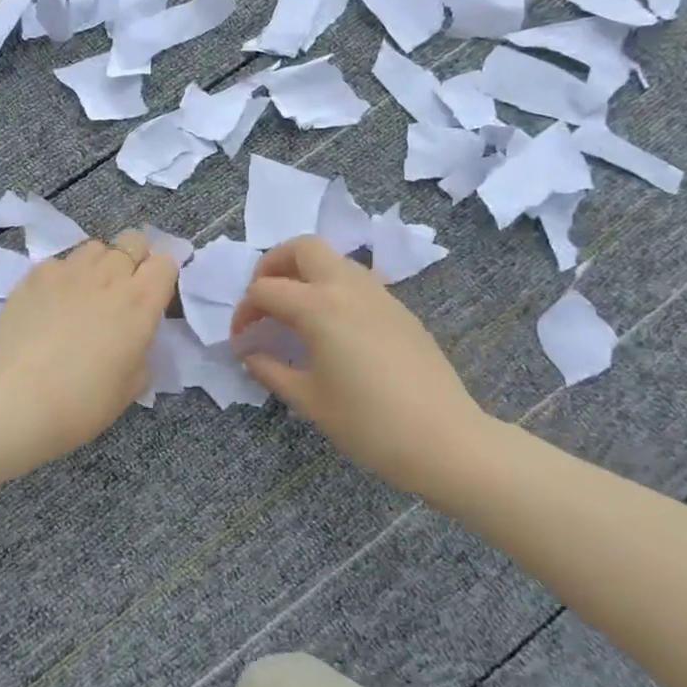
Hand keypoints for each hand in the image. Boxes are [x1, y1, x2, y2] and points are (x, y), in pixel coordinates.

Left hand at [0, 230, 178, 463]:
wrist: (13, 401)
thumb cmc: (81, 404)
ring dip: (99, 264)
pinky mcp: (34, 275)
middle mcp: (108, 276)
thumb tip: (132, 340)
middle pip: (132, 241)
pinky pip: (59, 262)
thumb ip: (140, 353)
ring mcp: (68, 271)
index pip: (166, 263)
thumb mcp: (129, 388)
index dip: (162, 278)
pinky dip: (63, 276)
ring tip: (85, 294)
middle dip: (134, 260)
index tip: (153, 300)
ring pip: (95, 247)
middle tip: (121, 293)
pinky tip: (51, 303)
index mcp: (140, 303)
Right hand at [229, 236, 492, 494]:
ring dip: (305, 273)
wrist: (445, 439)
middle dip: (273, 265)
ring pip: (333, 259)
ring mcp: (378, 294)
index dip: (244, 312)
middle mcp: (347, 287)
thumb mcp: (309, 400)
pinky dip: (332, 288)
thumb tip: (249, 353)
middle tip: (263, 300)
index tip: (241, 340)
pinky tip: (331, 328)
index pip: (265, 290)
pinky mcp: (398, 308)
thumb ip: (271, 369)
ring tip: (294, 312)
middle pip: (302, 247)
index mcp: (319, 308)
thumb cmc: (368, 424)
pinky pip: (356, 280)